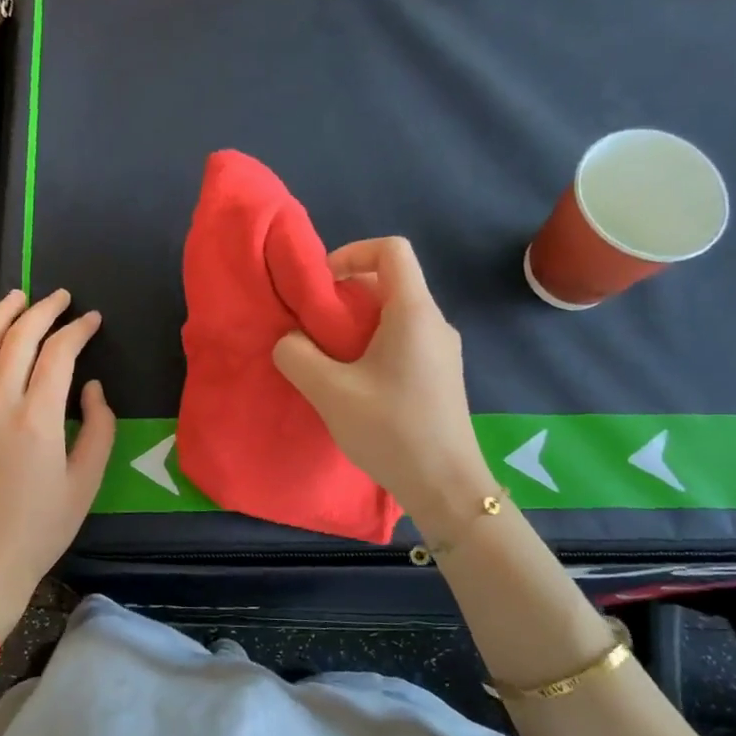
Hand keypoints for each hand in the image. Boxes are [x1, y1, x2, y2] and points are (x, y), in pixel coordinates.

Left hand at [0, 289, 115, 635]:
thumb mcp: (86, 483)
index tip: (93, 320)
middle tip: (60, 296)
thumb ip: (98, 428)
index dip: (77, 330)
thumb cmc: (42, 528)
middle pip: (17, 339)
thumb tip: (91, 388)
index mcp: (38, 419)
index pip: (58, 354)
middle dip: (42, 310)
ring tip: (17, 297)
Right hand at [272, 237, 487, 520]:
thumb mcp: (329, 392)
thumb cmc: (391, 430)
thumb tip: (290, 341)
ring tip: (328, 359)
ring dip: (356, 325)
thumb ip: (297, 356)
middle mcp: (434, 322)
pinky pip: (403, 341)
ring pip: (394, 315)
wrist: (446, 486)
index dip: (352, 253)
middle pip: (390, 282)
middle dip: (346, 295)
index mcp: (414, 312)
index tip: (322, 287)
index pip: (391, 249)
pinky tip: (353, 384)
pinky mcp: (440, 375)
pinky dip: (372, 346)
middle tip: (315, 328)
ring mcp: (441, 350)